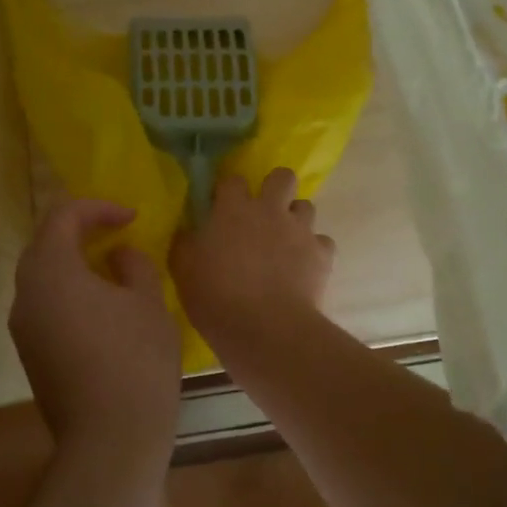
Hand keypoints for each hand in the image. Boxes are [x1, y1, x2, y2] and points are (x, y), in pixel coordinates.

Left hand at [10, 199, 181, 461]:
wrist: (110, 439)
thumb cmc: (135, 359)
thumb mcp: (147, 301)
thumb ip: (133, 264)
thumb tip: (118, 254)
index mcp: (51, 271)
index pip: (62, 216)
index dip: (98, 208)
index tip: (132, 218)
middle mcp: (26, 294)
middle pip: (44, 244)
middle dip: (80, 231)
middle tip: (117, 234)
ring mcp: (23, 327)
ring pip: (43, 277)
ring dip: (73, 262)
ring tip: (112, 268)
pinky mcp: (30, 354)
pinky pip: (45, 305)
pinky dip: (69, 291)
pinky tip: (101, 306)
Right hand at [170, 168, 334, 348]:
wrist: (266, 329)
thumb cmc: (217, 297)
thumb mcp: (183, 270)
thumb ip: (185, 243)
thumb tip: (188, 230)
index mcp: (234, 209)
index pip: (232, 180)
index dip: (228, 191)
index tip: (221, 208)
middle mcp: (270, 210)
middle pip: (282, 177)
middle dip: (275, 187)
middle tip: (264, 213)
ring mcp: (300, 230)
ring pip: (306, 207)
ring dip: (295, 219)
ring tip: (285, 242)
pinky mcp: (322, 254)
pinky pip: (322, 242)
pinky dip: (314, 251)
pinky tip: (304, 268)